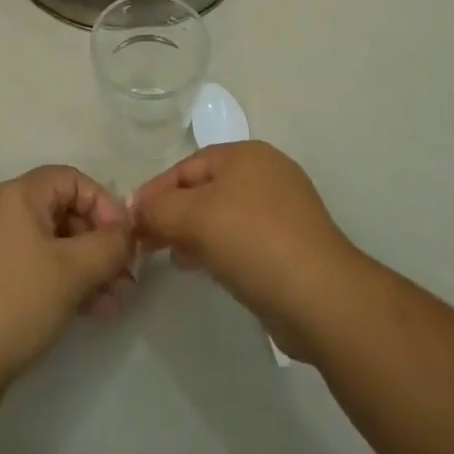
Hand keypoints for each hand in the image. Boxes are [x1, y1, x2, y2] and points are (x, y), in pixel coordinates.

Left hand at [0, 166, 135, 413]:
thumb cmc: (14, 302)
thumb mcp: (72, 271)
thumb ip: (109, 246)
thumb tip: (128, 233)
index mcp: (17, 194)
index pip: (72, 180)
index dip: (104, 205)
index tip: (125, 242)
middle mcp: (1, 211)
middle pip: (63, 212)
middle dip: (99, 244)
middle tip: (125, 278)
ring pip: (51, 244)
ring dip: (86, 268)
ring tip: (115, 303)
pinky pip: (34, 268)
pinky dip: (62, 283)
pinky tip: (91, 313)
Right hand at [132, 142, 364, 363]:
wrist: (323, 298)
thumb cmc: (254, 242)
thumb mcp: (195, 218)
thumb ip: (158, 210)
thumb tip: (136, 211)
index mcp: (246, 154)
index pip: (186, 166)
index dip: (155, 191)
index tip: (130, 221)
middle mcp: (266, 173)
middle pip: (205, 189)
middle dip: (173, 214)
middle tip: (147, 242)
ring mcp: (283, 210)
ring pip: (223, 216)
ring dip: (193, 233)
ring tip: (171, 257)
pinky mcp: (291, 246)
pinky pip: (242, 240)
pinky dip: (218, 249)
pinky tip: (203, 269)